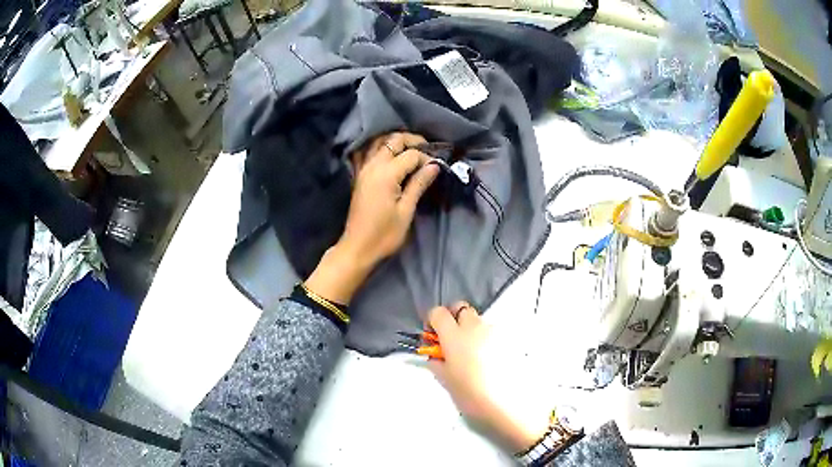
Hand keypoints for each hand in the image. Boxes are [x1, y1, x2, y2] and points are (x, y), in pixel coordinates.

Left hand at [304, 132, 438, 303]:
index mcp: (386, 174)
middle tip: (428, 149)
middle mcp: (372, 166)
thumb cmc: (385, 234)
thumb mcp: (406, 211)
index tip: (437, 168)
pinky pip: (366, 152)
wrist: (358, 248)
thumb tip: (434, 165)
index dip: (426, 158)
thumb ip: (419, 184)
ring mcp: (363, 169)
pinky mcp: (358, 176)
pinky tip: (387, 153)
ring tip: (411, 149)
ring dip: (395, 141)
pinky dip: (377, 147)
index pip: (411, 155)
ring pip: (378, 142)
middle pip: (393, 140)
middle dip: (412, 140)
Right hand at [427, 303, 545, 452]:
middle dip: (454, 319)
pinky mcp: (509, 339)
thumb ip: (437, 362)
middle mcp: (475, 326)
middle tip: (452, 341)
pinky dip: (487, 341)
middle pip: (461, 308)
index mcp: (454, 335)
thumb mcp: (446, 380)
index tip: (433, 337)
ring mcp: (494, 331)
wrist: (507, 402)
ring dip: (472, 331)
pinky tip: (489, 361)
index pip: (438, 312)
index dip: (433, 322)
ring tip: (473, 356)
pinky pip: (492, 333)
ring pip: (478, 321)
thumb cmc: (470, 393)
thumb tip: (436, 356)